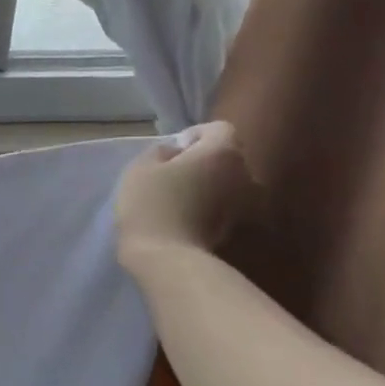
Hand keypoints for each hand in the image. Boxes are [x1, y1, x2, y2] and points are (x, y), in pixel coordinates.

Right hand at [114, 121, 253, 264]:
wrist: (166, 257)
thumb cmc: (151, 204)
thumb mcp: (141, 167)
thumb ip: (161, 151)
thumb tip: (175, 152)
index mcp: (223, 152)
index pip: (218, 128)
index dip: (194, 134)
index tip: (171, 150)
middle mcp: (243, 173)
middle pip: (226, 156)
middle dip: (202, 159)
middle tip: (171, 172)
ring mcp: (243, 203)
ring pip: (225, 182)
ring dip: (206, 184)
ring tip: (177, 196)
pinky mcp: (234, 227)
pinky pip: (221, 205)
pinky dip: (207, 205)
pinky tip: (183, 216)